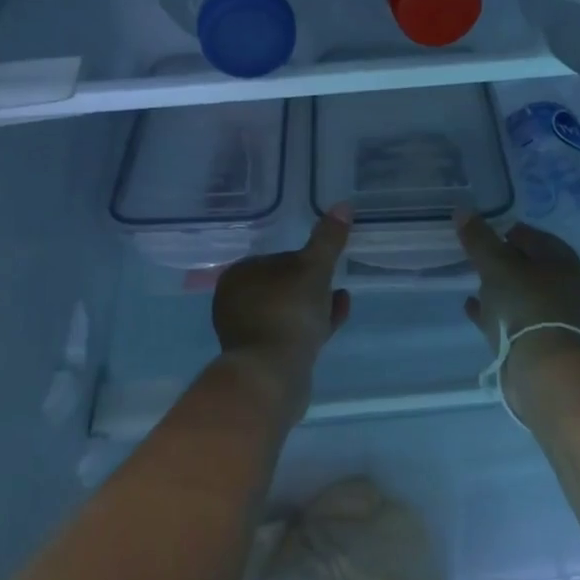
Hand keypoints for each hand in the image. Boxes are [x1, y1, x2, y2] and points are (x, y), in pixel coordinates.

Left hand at [212, 204, 352, 414]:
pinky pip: (292, 333)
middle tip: (335, 282)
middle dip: (310, 284)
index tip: (327, 263)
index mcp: (239, 276)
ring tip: (341, 299)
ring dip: (314, 305)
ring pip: (288, 311)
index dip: (304, 260)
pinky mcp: (262, 357)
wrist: (272, 374)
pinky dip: (313, 324)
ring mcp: (247, 332)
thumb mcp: (314, 268)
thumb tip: (344, 205)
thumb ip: (328, 239)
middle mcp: (236, 302)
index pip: (276, 259)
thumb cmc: (288, 311)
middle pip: (281, 286)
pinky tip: (335, 318)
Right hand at [455, 212, 579, 405]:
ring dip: (500, 287)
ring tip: (473, 281)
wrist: (541, 369)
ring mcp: (556, 319)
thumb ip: (480, 239)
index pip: (537, 237)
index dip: (510, 231)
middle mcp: (567, 290)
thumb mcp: (497, 266)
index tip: (485, 232)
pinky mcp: (541, 343)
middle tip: (478, 256)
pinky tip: (472, 306)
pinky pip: (513, 319)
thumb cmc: (525, 306)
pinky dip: (495, 311)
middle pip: (532, 267)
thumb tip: (463, 211)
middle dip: (505, 261)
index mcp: (566, 265)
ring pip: (523, 295)